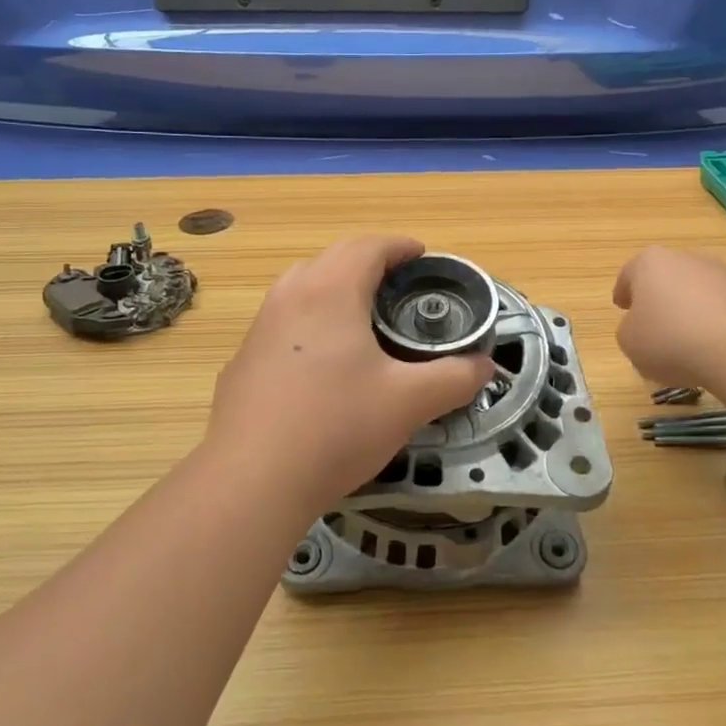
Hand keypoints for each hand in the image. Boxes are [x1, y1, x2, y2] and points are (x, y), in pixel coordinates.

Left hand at [203, 237, 495, 514]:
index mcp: (330, 292)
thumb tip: (484, 366)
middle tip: (397, 287)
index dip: (398, 246)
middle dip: (366, 262)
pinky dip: (307, 323)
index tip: (421, 255)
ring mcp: (258, 329)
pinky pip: (280, 324)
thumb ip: (454, 378)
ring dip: (332, 289)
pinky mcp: (241, 362)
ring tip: (359, 318)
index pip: (367, 247)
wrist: (252, 480)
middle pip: (331, 259)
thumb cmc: (337, 427)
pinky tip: (320, 365)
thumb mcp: (409, 402)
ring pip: (300, 288)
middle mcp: (289, 297)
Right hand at [613, 245, 725, 392]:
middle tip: (653, 324)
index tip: (621, 307)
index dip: (623, 292)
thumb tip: (642, 327)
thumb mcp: (629, 342)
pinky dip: (714, 322)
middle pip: (665, 277)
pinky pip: (722, 308)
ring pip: (696, 291)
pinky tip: (713, 347)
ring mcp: (722, 273)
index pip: (629, 273)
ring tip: (686, 341)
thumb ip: (628, 330)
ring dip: (689, 310)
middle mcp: (686, 258)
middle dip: (658, 298)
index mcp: (649, 262)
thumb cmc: (671, 340)